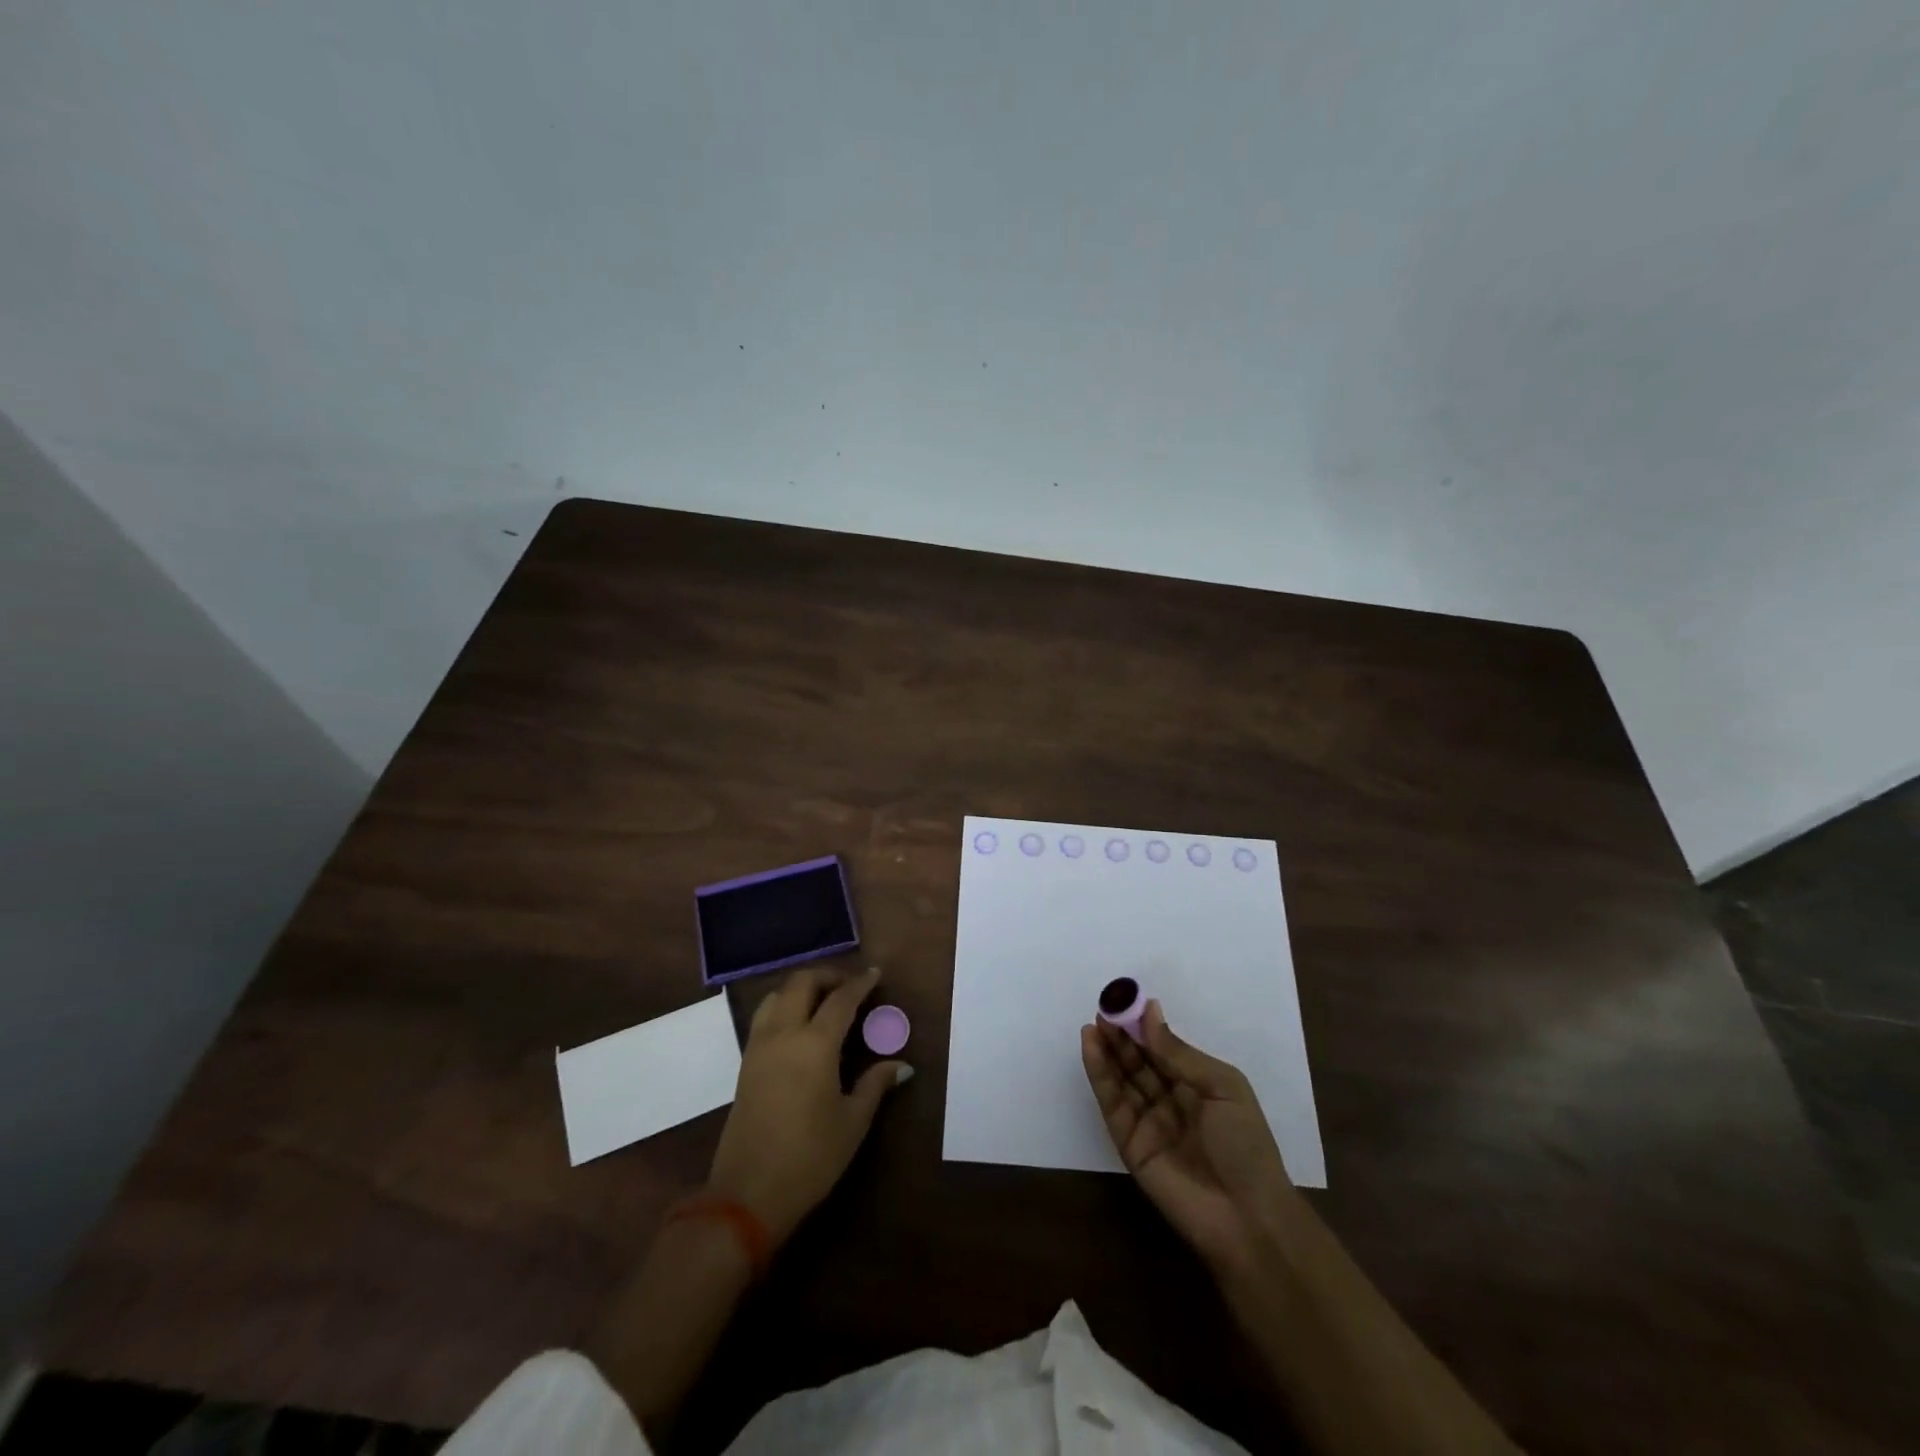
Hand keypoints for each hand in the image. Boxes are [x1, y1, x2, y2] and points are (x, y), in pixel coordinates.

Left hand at [707, 966, 908, 1246]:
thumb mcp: (852, 1123)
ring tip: (823, 1001)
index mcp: (815, 1044)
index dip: (860, 983)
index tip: (875, 974)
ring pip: (777, 995)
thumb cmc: (809, 1158)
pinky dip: (784, 1006)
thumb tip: (901, 1065)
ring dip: (801, 988)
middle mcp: (784, 1034)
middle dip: (827, 976)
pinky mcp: (745, 1063)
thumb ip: (875, 1085)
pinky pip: (764, 1017)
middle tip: (849, 986)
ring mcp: (759, 1047)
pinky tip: (800, 1027)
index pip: (841, 999)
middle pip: (801, 983)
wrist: (747, 1194)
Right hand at [1081, 1000, 1298, 1274]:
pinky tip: (1091, 1048)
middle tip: (1104, 1008)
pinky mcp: (1129, 1143)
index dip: (1145, 1026)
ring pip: (1122, 1079)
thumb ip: (1179, 1053)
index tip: (1126, 1000)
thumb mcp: (1222, 1087)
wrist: (1247, 1217)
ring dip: (1106, 1050)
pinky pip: (1112, 1103)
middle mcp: (1171, 1100)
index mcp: (1198, 1086)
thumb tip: (1150, 1012)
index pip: (1165, 1049)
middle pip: (1140, 1061)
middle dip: (1121, 1035)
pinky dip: (1099, 1075)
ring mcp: (1149, 1122)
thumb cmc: (1246, 1145)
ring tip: (1093, 1024)